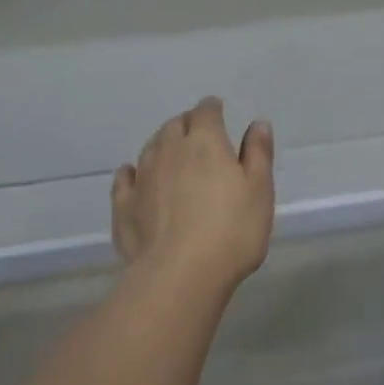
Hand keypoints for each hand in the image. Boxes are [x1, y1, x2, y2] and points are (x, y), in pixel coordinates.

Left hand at [113, 98, 274, 291]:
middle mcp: (169, 150)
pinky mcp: (124, 205)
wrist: (181, 274)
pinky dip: (132, 173)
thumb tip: (257, 123)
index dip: (212, 109)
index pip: (206, 111)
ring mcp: (142, 177)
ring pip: (150, 148)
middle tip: (198, 135)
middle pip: (175, 125)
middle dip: (187, 125)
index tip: (218, 112)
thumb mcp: (259, 190)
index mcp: (205, 142)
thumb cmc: (231, 230)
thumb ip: (258, 153)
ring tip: (172, 155)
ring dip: (162, 145)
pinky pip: (125, 178)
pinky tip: (135, 177)